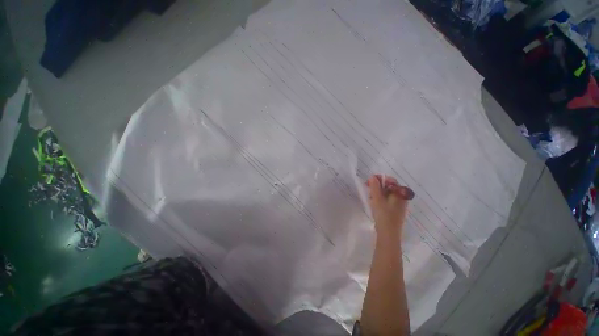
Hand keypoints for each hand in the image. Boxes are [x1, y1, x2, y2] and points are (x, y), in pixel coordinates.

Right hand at [366, 175, 413, 236]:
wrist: (388, 234)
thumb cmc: (383, 214)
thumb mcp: (377, 199)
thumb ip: (374, 186)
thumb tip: (372, 176)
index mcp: (400, 193)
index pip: (390, 180)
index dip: (379, 179)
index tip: (369, 182)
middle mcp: (401, 197)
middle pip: (389, 186)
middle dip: (377, 186)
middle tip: (368, 190)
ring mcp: (399, 204)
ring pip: (387, 193)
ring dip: (378, 193)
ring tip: (370, 198)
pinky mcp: (395, 210)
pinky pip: (387, 200)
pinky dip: (380, 199)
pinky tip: (374, 203)